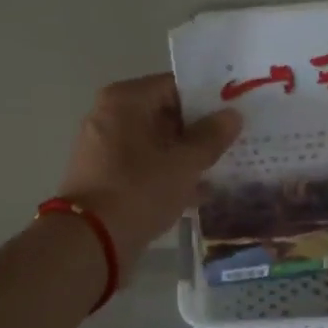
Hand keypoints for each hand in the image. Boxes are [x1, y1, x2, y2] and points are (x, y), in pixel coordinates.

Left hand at [56, 74, 241, 275]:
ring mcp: (104, 148)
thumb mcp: (184, 163)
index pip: (174, 86)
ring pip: (156, 144)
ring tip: (224, 166)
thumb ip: (211, 137)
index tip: (236, 112)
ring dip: (186, 156)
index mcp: (125, 100)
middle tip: (236, 140)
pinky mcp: (105, 177)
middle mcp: (109, 116)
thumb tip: (232, 115)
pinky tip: (200, 193)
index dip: (207, 99)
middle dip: (199, 130)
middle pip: (164, 114)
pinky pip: (144, 167)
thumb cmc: (139, 190)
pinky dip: (168, 175)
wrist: (91, 241)